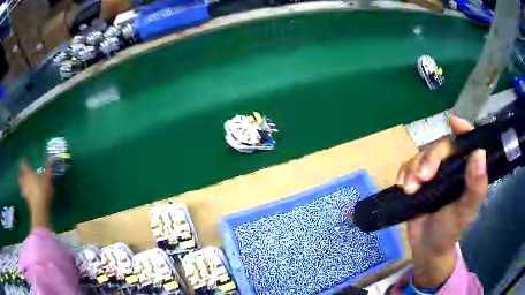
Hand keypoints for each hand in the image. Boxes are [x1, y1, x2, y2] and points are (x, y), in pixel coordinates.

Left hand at [18, 159, 52, 228]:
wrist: (39, 209)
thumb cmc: (42, 191)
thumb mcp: (47, 180)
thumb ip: (48, 170)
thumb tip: (50, 160)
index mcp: (29, 174)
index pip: (24, 165)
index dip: (23, 162)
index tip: (24, 160)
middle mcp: (25, 181)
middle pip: (21, 176)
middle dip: (21, 175)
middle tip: (22, 173)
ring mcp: (25, 191)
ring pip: (21, 186)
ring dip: (22, 184)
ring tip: (24, 185)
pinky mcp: (27, 200)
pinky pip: (24, 194)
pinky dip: (25, 193)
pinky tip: (27, 195)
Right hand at [396, 115, 487, 288]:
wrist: (425, 248)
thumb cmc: (449, 232)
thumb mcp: (464, 213)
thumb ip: (475, 187)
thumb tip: (480, 153)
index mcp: (466, 172)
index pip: (468, 143)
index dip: (463, 129)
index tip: (453, 122)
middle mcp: (452, 168)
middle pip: (441, 146)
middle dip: (429, 158)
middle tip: (422, 178)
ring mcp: (434, 174)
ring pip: (423, 154)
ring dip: (414, 167)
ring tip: (409, 188)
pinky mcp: (418, 180)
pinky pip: (409, 165)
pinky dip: (404, 171)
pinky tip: (402, 184)